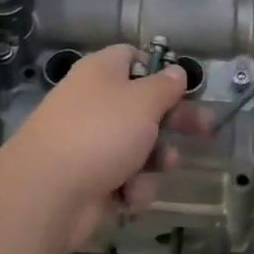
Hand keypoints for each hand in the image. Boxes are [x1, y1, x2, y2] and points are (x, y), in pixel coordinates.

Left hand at [6, 45, 198, 250]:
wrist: (47, 192)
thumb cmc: (101, 132)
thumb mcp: (143, 101)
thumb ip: (165, 86)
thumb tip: (176, 72)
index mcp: (102, 72)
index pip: (133, 58)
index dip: (159, 70)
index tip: (184, 88)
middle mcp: (95, 103)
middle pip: (143, 106)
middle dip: (174, 122)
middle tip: (206, 131)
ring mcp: (90, 143)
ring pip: (139, 146)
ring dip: (155, 160)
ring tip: (162, 166)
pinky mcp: (90, 180)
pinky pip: (124, 178)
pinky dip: (132, 188)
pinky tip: (129, 196)